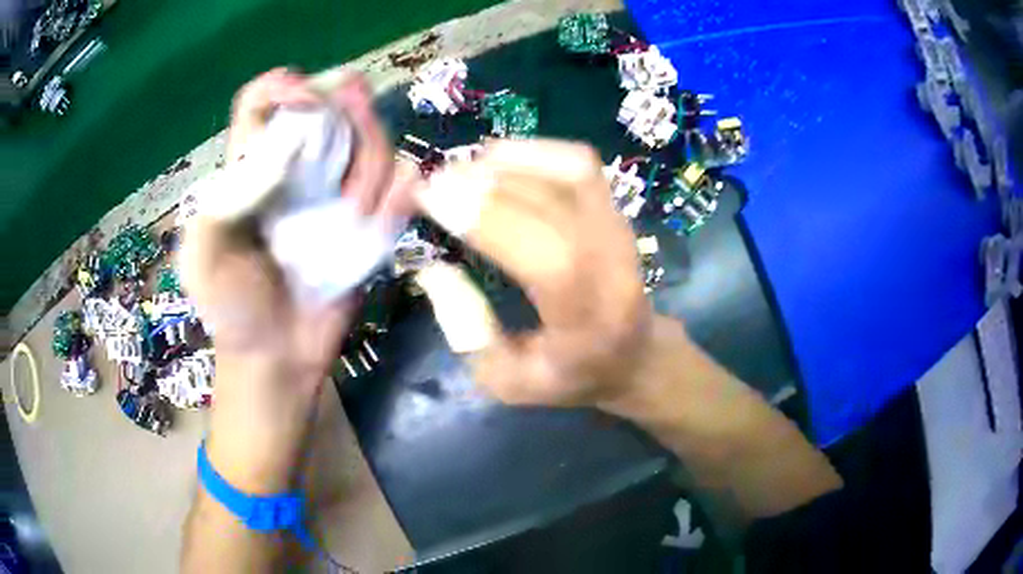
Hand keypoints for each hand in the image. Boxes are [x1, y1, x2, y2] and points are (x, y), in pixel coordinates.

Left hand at [179, 68, 416, 490]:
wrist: (276, 358)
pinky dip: (401, 191)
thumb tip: (284, 150)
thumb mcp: (201, 260)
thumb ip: (220, 204)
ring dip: (372, 162)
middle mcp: (297, 166)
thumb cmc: (233, 310)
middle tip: (347, 148)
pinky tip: (383, 218)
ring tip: (356, 211)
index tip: (303, 101)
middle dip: (348, 113)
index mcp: (251, 166)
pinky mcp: (369, 219)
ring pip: (373, 138)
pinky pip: (401, 184)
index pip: (264, 101)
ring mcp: (337, 190)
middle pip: (333, 105)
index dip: (283, 86)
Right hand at [418, 140, 655, 406]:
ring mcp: (621, 228)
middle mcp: (616, 265)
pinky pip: (575, 163)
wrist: (634, 353)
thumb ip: (467, 331)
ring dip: (505, 163)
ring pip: (567, 171)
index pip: (549, 256)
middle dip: (482, 184)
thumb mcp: (507, 380)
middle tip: (432, 184)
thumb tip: (433, 267)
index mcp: (591, 320)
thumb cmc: (570, 374)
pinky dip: (532, 153)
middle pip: (554, 203)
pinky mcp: (617, 208)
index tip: (431, 198)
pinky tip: (496, 163)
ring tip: (460, 173)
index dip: (487, 218)